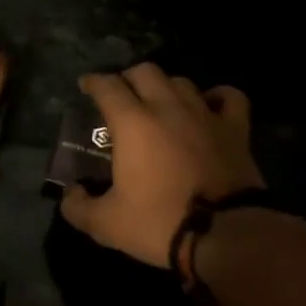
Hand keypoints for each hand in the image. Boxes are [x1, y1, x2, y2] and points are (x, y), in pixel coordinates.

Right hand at [59, 63, 263, 269]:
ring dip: (166, 87)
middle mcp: (168, 107)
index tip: (86, 86)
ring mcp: (205, 114)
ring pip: (182, 82)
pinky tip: (209, 106)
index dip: (93, 82)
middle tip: (122, 96)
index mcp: (133, 123)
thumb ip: (79, 207)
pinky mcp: (236, 128)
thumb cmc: (160, 223)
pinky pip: (228, 97)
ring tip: (160, 104)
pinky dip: (216, 96)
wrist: (225, 234)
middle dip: (129, 78)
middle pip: (145, 71)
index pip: (107, 86)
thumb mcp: (107, 224)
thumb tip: (69, 195)